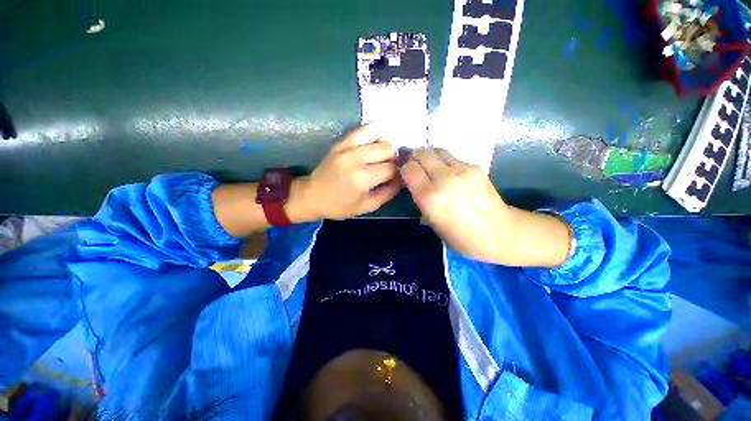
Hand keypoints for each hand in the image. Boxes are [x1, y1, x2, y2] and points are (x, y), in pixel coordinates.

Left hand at [298, 124, 400, 219]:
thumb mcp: (367, 206)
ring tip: (384, 155)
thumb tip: (402, 179)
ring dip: (387, 145)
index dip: (399, 173)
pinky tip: (377, 142)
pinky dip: (376, 132)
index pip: (391, 169)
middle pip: (388, 149)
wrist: (312, 195)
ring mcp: (347, 147)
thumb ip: (388, 193)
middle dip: (394, 159)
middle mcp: (356, 159)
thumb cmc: (339, 206)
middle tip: (391, 167)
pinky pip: (365, 127)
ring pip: (380, 135)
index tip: (398, 177)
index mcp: (361, 179)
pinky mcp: (342, 141)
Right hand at [400, 148, 569, 266]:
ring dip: (430, 157)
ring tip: (432, 168)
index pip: (409, 168)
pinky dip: (446, 162)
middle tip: (416, 166)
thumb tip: (415, 182)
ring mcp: (461, 170)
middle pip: (422, 153)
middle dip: (415, 158)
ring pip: (437, 151)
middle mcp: (443, 179)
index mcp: (429, 197)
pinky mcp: (474, 167)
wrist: (499, 233)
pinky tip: (450, 174)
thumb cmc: (460, 237)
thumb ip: (421, 198)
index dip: (405, 169)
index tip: (405, 173)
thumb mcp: (431, 221)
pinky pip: (452, 158)